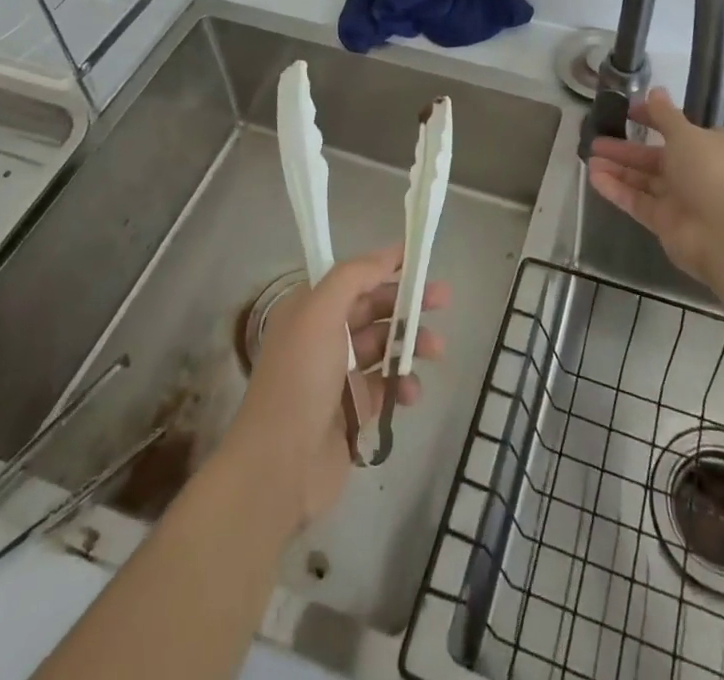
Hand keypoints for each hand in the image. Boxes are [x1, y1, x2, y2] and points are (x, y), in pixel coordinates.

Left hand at [219, 245, 446, 529]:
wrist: (280, 467)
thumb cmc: (300, 378)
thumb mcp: (320, 312)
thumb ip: (354, 277)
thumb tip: (386, 256)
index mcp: (310, 309)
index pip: (354, 278)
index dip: (385, 266)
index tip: (419, 260)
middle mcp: (323, 337)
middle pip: (374, 309)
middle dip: (408, 303)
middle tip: (443, 299)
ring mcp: (339, 375)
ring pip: (385, 347)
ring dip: (412, 344)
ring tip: (436, 350)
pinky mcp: (354, 411)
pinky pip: (386, 387)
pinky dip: (403, 386)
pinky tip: (411, 393)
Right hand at [586, 86, 723, 283]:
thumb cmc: (709, 172)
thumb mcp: (686, 134)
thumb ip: (665, 115)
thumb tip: (655, 90)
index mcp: (709, 146)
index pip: (677, 128)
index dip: (652, 118)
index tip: (628, 111)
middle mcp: (696, 170)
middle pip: (654, 156)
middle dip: (626, 148)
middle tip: (596, 140)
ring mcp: (680, 198)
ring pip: (643, 180)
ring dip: (617, 168)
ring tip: (588, 158)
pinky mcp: (665, 222)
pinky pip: (637, 201)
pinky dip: (617, 190)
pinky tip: (594, 178)